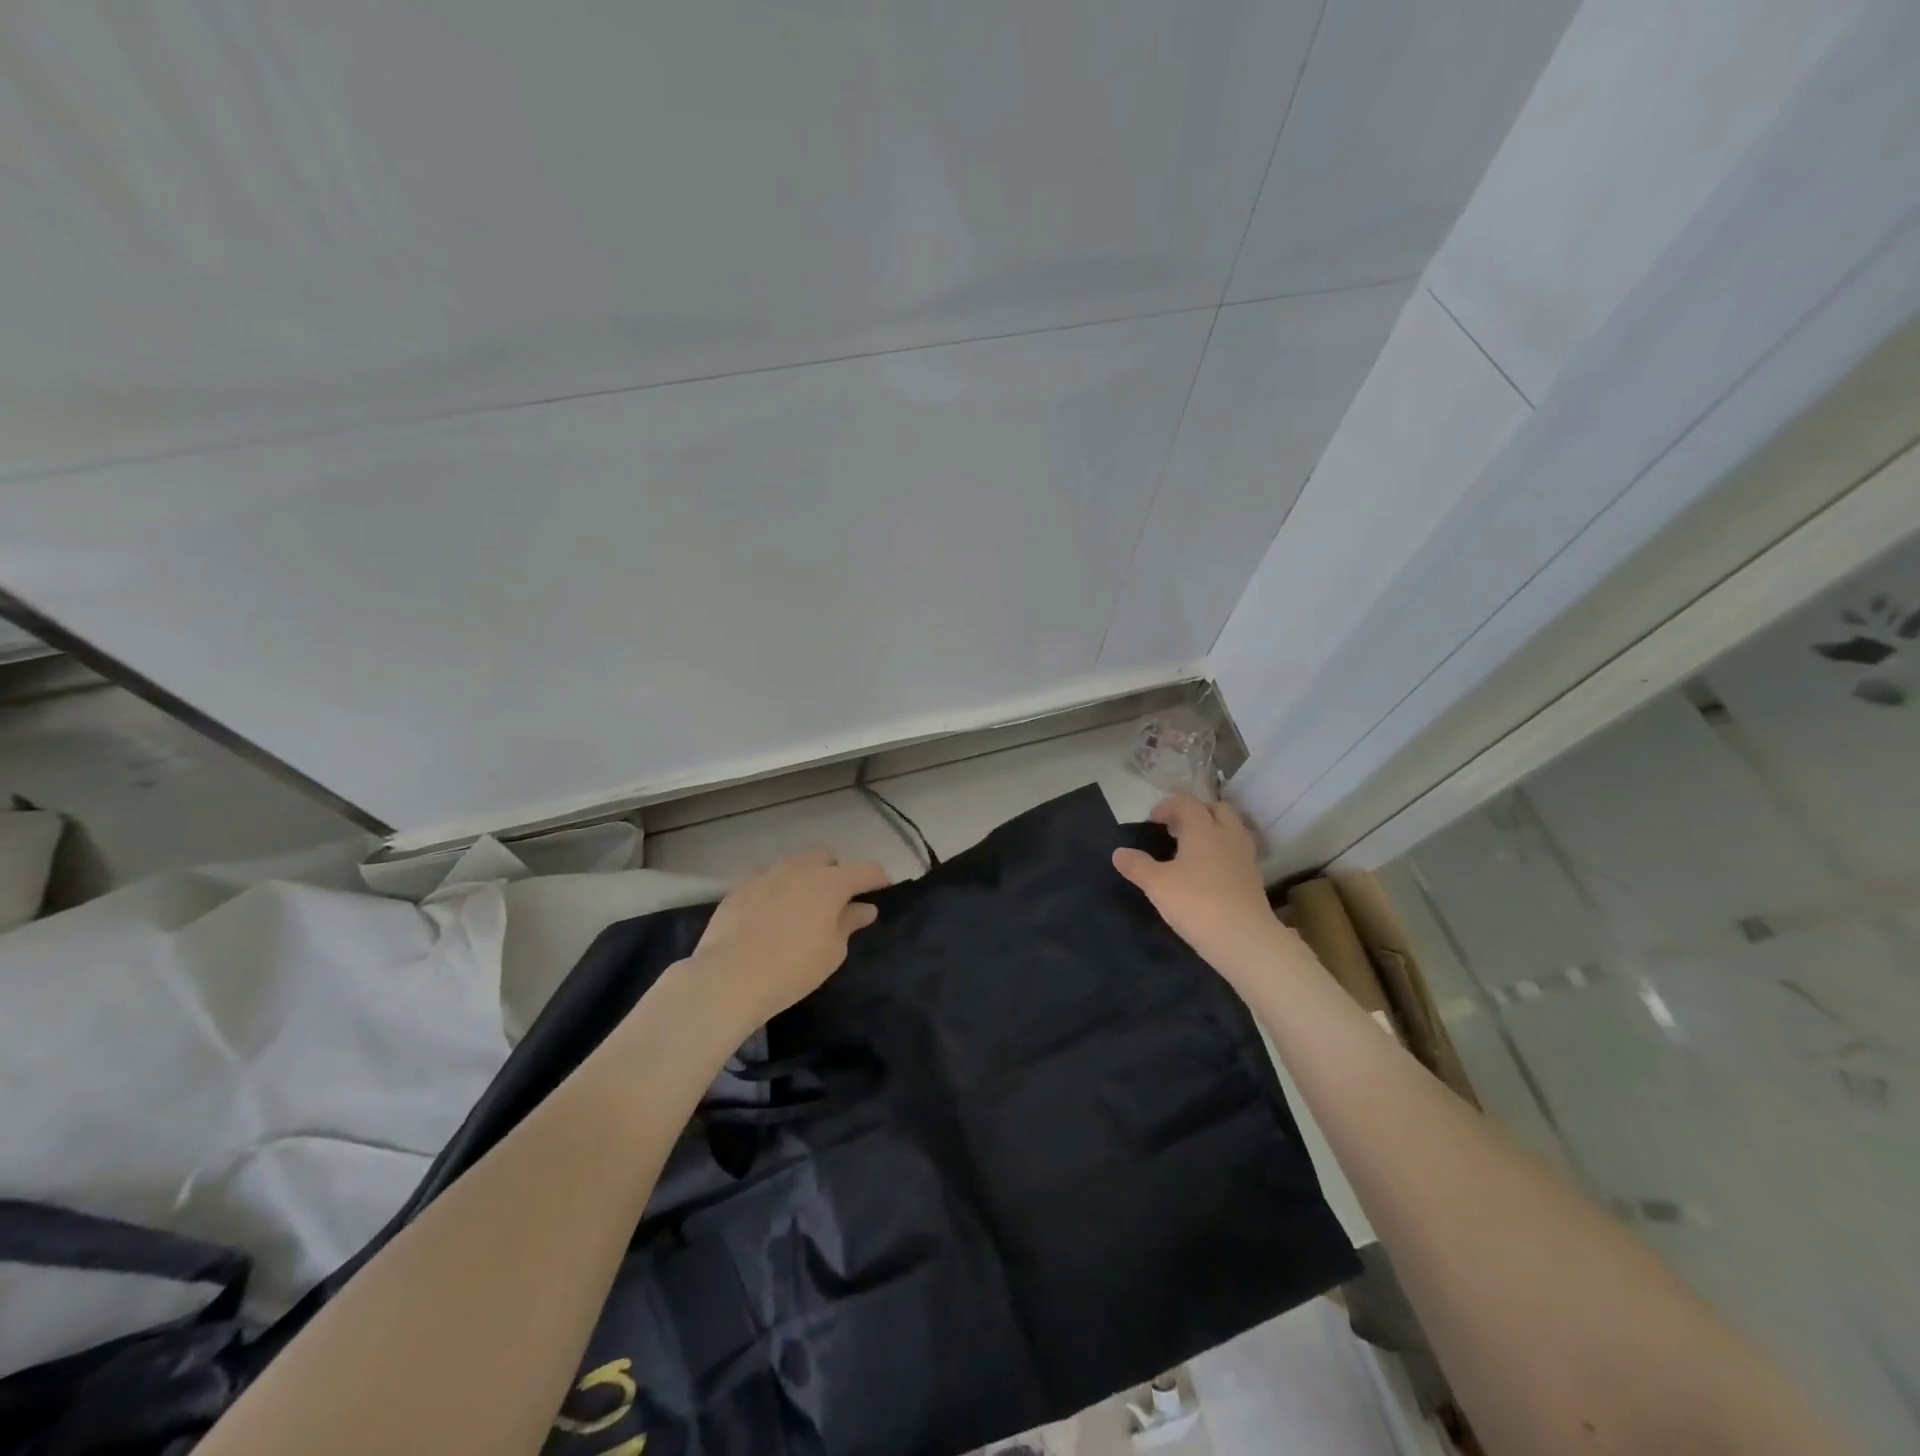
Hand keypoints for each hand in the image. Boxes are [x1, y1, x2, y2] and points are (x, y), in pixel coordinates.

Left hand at [688, 851, 890, 1027]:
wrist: (728, 977)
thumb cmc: (792, 968)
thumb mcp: (832, 952)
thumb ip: (849, 923)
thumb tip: (863, 908)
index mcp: (830, 883)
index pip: (865, 870)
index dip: (878, 878)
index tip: (884, 888)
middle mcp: (799, 870)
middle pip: (825, 859)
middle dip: (836, 873)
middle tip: (837, 901)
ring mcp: (766, 876)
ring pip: (793, 866)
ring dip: (805, 879)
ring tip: (803, 907)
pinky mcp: (739, 889)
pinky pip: (766, 881)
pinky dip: (777, 891)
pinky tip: (771, 915)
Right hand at [1112, 796, 1297, 986]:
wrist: (1244, 939)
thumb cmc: (1196, 903)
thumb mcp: (1157, 885)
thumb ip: (1137, 866)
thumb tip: (1118, 853)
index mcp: (1203, 830)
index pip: (1187, 803)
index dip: (1168, 806)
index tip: (1152, 820)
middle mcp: (1227, 836)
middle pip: (1217, 809)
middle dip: (1197, 812)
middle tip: (1177, 828)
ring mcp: (1245, 858)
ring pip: (1232, 829)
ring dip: (1214, 830)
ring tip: (1194, 848)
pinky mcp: (1254, 879)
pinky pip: (1238, 853)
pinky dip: (1223, 852)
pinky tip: (1209, 872)